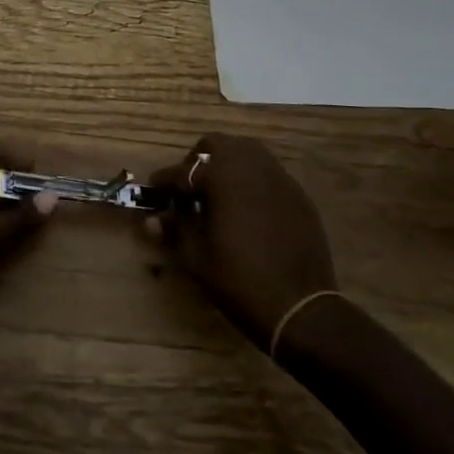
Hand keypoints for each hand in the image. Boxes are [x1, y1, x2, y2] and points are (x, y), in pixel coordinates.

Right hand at [147, 134, 337, 350]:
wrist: (300, 308)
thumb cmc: (240, 280)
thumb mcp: (197, 258)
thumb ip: (176, 229)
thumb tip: (152, 219)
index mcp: (223, 177)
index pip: (184, 171)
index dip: (165, 181)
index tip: (154, 189)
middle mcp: (252, 167)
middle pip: (218, 145)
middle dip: (198, 161)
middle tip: (189, 188)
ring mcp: (280, 179)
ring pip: (247, 153)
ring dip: (228, 165)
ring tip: (218, 195)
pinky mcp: (298, 196)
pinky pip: (269, 175)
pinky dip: (252, 182)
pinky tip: (247, 209)